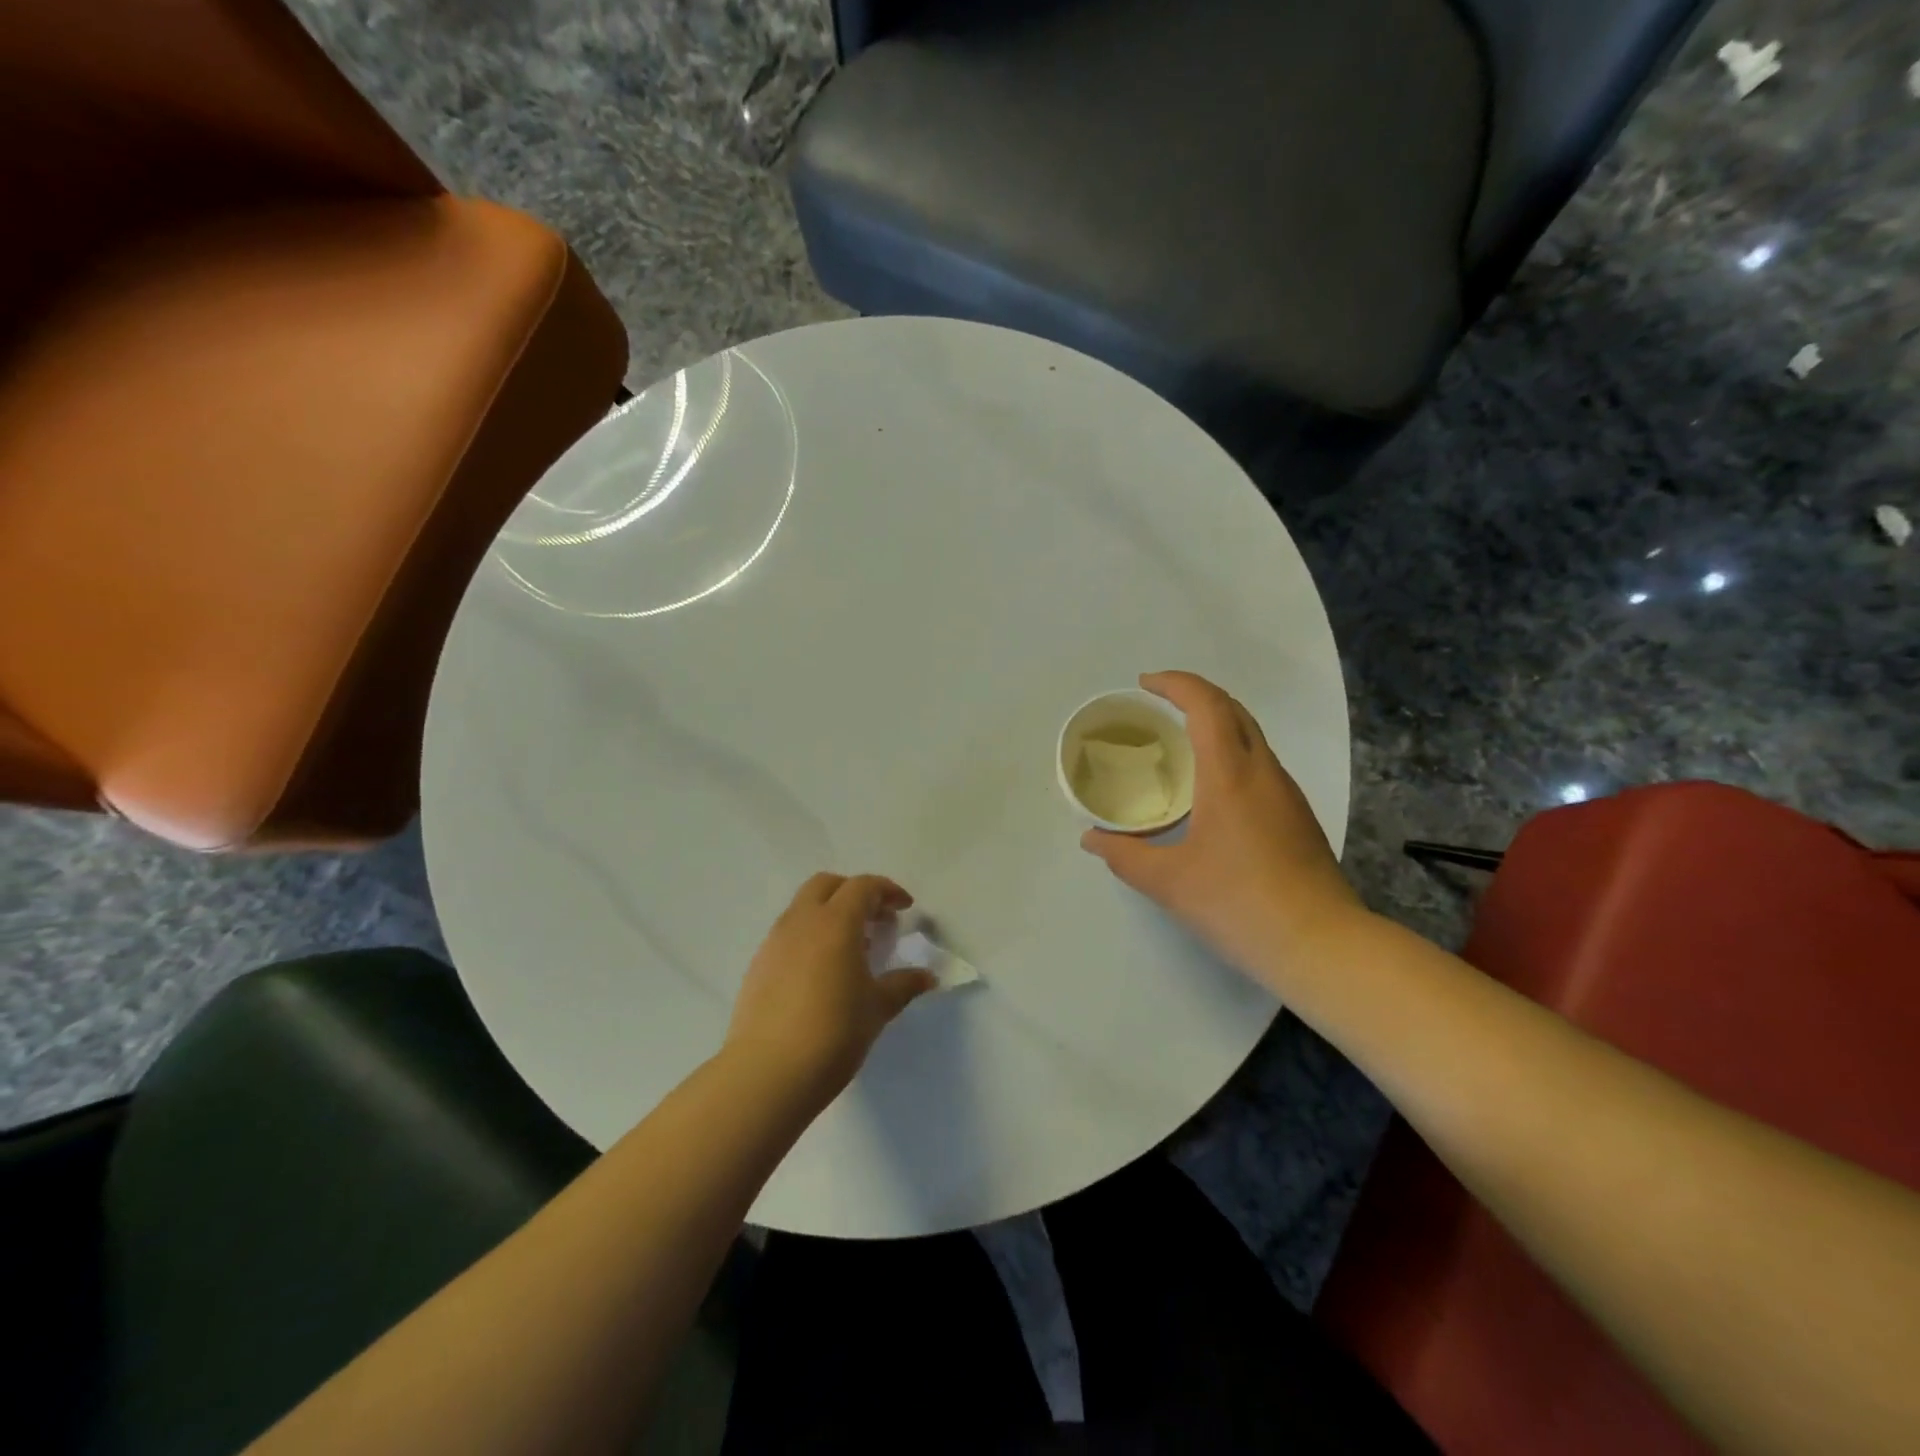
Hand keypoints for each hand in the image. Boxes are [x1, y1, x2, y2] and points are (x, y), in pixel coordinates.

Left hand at [724, 873, 936, 1107]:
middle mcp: (801, 921)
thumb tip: (928, 976)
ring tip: (851, 948)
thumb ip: (903, 985)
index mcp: (835, 922)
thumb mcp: (877, 1008)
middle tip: (875, 919)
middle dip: (853, 892)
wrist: (767, 1073)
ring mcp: (774, 942)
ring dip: (829, 914)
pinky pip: (788, 934)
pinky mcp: (758, 966)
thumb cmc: (833, 1033)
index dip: (887, 891)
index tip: (904, 908)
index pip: (862, 887)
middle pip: (827, 885)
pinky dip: (809, 937)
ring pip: (803, 908)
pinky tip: (822, 972)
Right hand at [1080, 671, 1366, 994]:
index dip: (1175, 684)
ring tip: (1179, 743)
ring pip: (1252, 737)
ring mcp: (1287, 794)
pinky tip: (1211, 790)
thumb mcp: (1168, 882)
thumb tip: (1091, 839)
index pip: (1206, 705)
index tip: (1144, 684)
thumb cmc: (1239, 904)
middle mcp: (1264, 772)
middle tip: (1158, 706)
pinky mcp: (1298, 818)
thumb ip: (1124, 856)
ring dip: (1216, 724)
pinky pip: (1260, 765)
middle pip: (1234, 710)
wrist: (1322, 946)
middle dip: (1195, 696)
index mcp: (1230, 774)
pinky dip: (1231, 754)